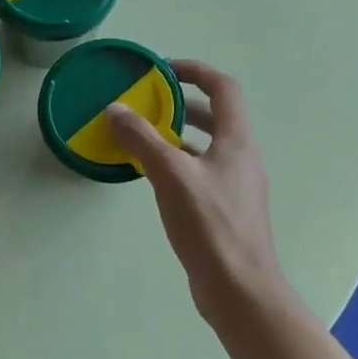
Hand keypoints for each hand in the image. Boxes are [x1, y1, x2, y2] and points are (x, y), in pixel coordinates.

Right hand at [106, 60, 287, 317]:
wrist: (239, 288)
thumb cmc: (210, 225)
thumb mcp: (171, 176)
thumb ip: (142, 140)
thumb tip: (116, 110)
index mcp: (237, 141)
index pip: (223, 88)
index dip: (195, 71)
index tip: (163, 69)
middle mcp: (242, 157)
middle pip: (217, 115)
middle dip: (183, 103)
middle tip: (149, 102)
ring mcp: (236, 185)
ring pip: (208, 145)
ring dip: (180, 134)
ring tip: (145, 135)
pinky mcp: (226, 209)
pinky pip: (201, 171)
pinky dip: (179, 162)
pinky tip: (154, 175)